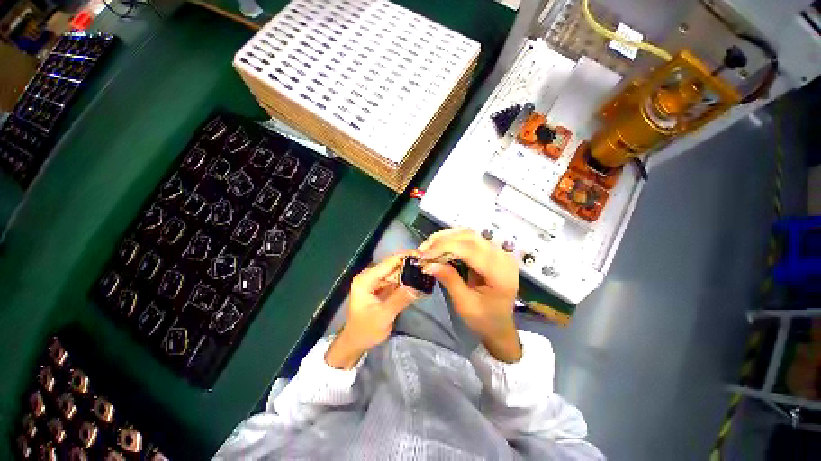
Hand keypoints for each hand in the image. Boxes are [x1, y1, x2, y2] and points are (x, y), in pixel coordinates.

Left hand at [325, 251, 420, 368]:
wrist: (355, 342)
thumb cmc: (365, 330)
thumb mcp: (383, 316)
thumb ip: (400, 299)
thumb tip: (418, 286)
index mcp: (366, 279)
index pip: (389, 262)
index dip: (406, 257)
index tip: (423, 255)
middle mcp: (370, 276)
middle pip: (393, 265)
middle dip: (410, 264)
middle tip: (429, 264)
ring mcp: (376, 281)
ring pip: (396, 272)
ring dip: (410, 272)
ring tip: (427, 271)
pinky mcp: (381, 287)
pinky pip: (396, 280)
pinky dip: (407, 280)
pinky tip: (419, 280)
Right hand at [419, 229, 521, 361]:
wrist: (499, 325)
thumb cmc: (484, 319)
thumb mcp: (464, 304)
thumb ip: (449, 280)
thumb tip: (428, 264)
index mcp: (500, 273)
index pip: (470, 249)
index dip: (445, 247)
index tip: (424, 255)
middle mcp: (502, 257)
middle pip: (469, 237)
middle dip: (442, 240)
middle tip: (423, 250)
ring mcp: (498, 251)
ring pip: (468, 234)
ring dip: (446, 237)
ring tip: (428, 247)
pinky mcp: (491, 251)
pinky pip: (470, 238)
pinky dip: (452, 239)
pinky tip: (440, 245)